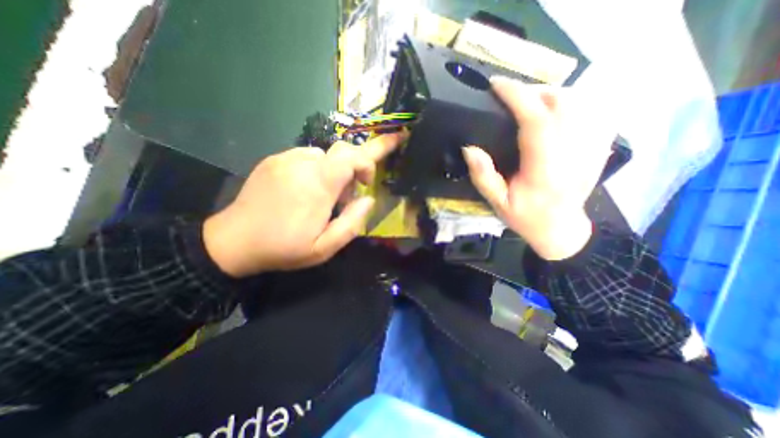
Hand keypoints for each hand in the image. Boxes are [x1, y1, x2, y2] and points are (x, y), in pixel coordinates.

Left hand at [203, 133, 404, 276]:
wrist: (234, 241)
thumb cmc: (284, 248)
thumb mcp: (325, 247)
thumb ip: (352, 223)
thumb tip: (368, 199)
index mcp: (318, 185)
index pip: (353, 155)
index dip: (370, 159)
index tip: (368, 182)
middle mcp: (303, 164)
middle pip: (342, 150)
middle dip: (355, 166)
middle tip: (349, 193)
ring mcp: (286, 158)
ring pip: (325, 155)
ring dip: (334, 172)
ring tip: (324, 196)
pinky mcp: (274, 159)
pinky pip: (306, 156)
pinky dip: (316, 169)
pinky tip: (304, 190)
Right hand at [462, 78, 614, 260]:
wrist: (561, 229)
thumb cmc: (526, 218)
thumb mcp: (497, 202)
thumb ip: (482, 176)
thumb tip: (469, 147)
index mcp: (544, 169)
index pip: (535, 120)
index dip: (517, 96)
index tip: (496, 84)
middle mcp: (572, 154)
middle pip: (561, 103)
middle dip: (532, 90)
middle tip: (509, 95)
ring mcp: (590, 148)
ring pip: (579, 102)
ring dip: (550, 94)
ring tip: (528, 101)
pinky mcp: (597, 147)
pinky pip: (592, 111)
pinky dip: (572, 102)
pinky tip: (555, 110)